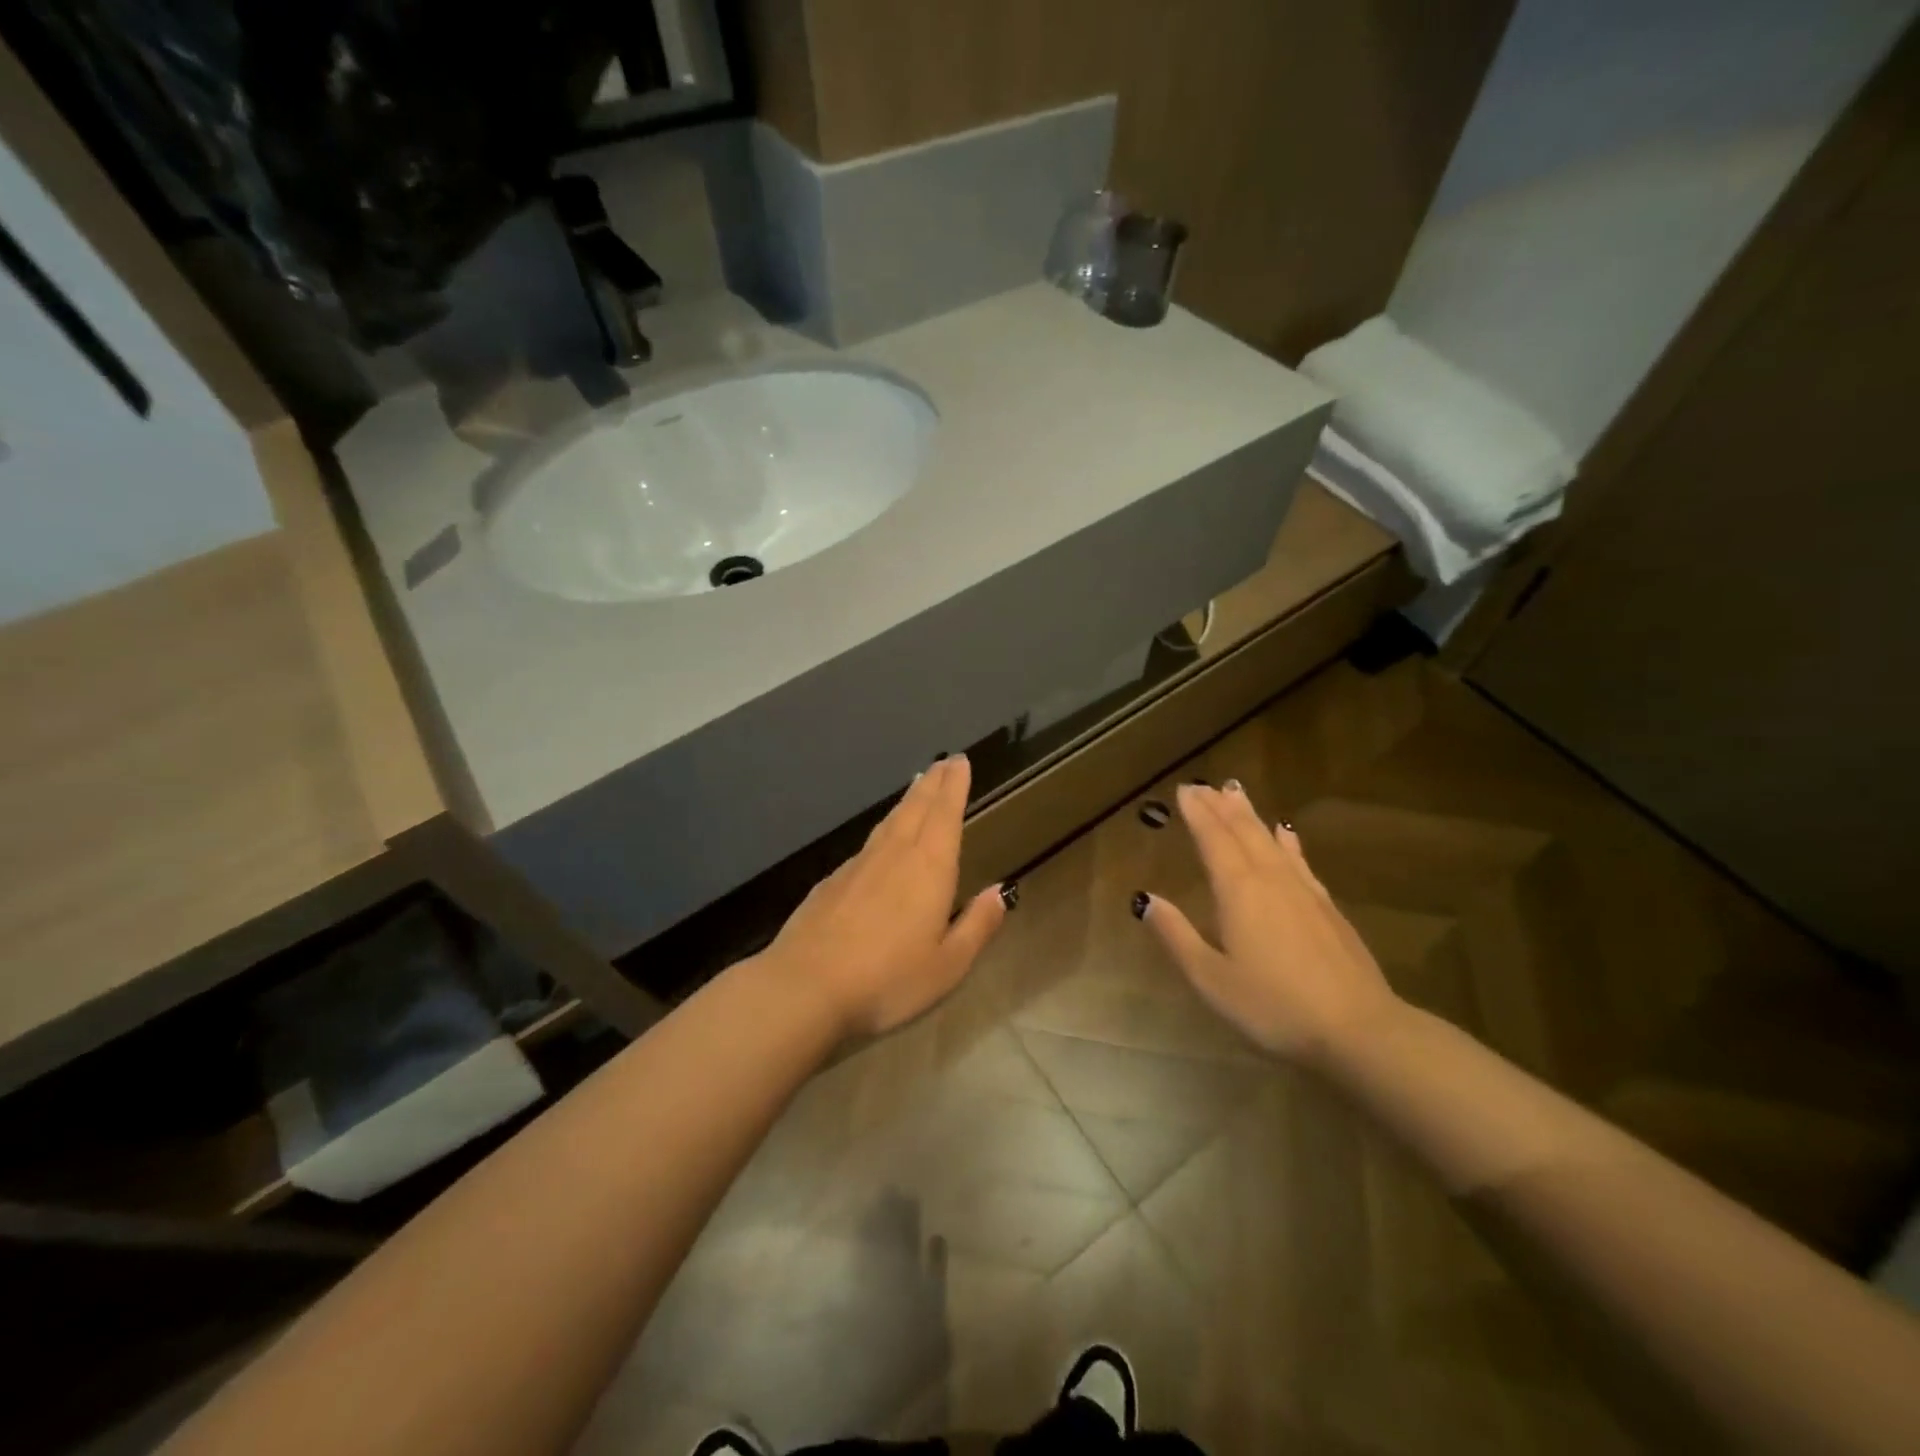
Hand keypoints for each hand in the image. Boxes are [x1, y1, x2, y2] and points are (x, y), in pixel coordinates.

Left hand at [765, 754, 1008, 1038]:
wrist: (805, 987)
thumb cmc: (887, 980)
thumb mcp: (948, 965)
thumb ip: (977, 925)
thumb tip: (1000, 891)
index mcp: (928, 868)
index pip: (945, 814)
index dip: (954, 786)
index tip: (960, 760)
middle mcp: (894, 855)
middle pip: (916, 808)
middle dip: (933, 783)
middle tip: (944, 761)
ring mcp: (858, 866)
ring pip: (889, 822)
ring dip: (907, 801)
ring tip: (917, 786)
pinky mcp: (831, 882)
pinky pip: (867, 843)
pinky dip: (883, 828)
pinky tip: (881, 839)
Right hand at [1140, 781, 1402, 1065]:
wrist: (1359, 1030)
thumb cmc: (1274, 1007)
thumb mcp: (1211, 979)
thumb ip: (1177, 937)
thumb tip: (1146, 900)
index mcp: (1238, 891)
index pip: (1213, 840)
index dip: (1198, 813)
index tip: (1184, 790)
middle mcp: (1270, 879)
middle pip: (1243, 831)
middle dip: (1220, 806)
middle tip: (1202, 785)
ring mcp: (1303, 891)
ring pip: (1270, 839)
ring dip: (1250, 814)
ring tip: (1235, 792)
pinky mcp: (1326, 908)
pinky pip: (1300, 860)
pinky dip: (1287, 841)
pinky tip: (1285, 833)